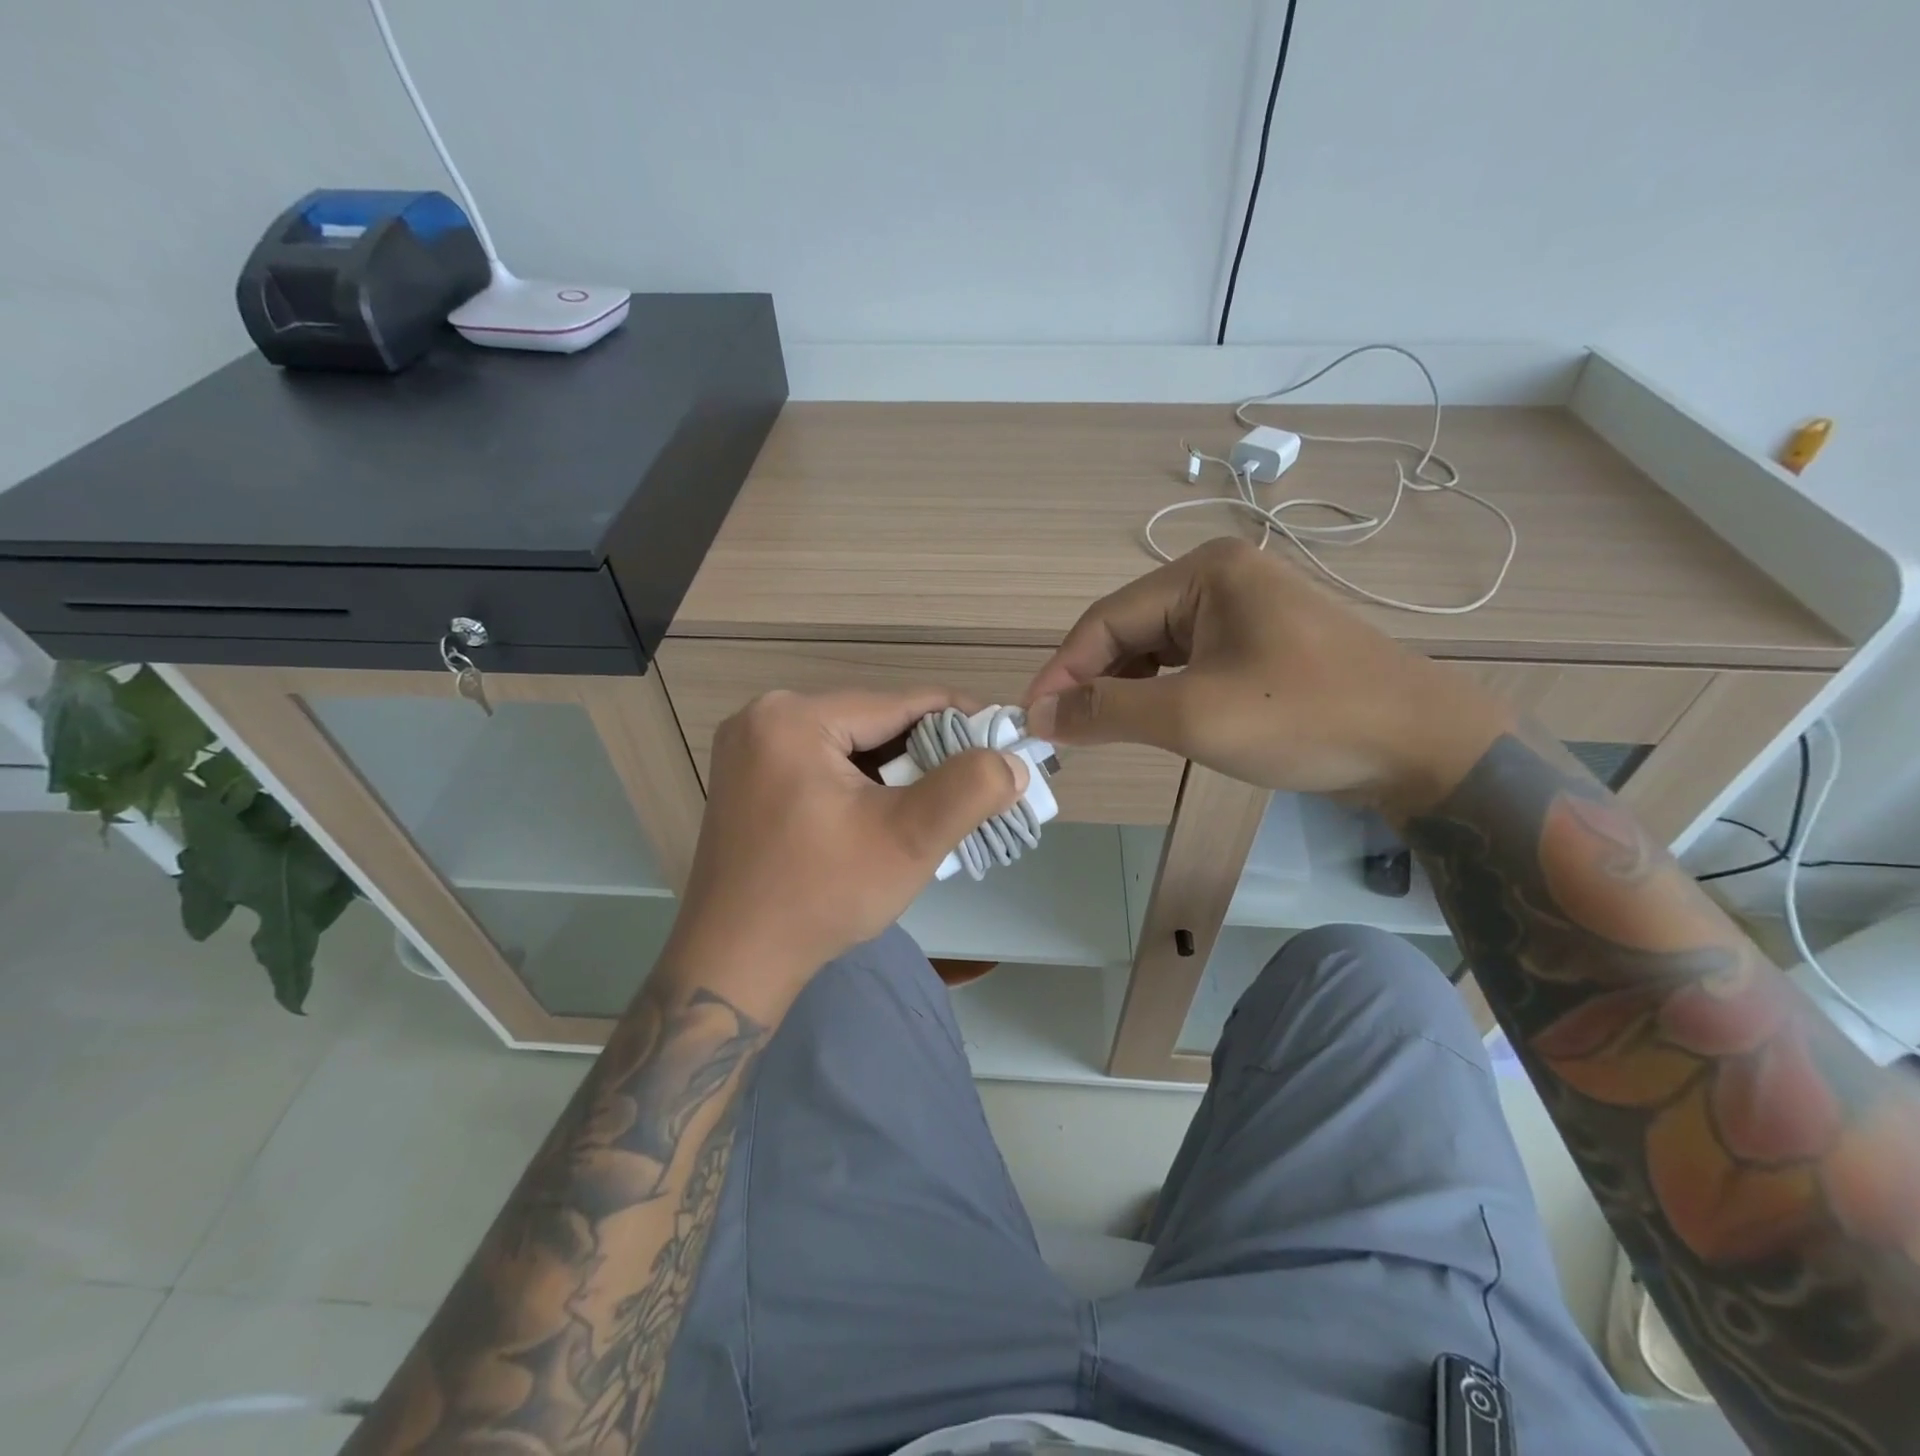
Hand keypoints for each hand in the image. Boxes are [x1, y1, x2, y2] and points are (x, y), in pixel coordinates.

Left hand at [669, 689, 1027, 1009]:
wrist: (734, 963)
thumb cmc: (822, 896)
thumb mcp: (908, 839)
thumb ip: (970, 789)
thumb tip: (1014, 760)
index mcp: (793, 717)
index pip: (899, 702)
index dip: (961, 718)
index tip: (1005, 737)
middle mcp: (763, 718)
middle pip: (872, 723)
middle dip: (929, 752)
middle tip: (978, 781)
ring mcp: (748, 750)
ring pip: (850, 746)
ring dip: (898, 771)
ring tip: (943, 800)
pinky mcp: (748, 780)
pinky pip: (823, 766)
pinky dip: (863, 785)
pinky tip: (890, 813)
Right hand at [1023, 539, 1511, 818]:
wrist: (1424, 746)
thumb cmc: (1303, 718)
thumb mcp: (1192, 716)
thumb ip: (1106, 711)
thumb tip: (1039, 715)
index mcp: (1204, 572)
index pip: (1106, 620)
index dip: (1062, 671)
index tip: (1030, 719)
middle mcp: (1221, 577)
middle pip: (1129, 630)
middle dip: (1093, 682)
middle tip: (1062, 735)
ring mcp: (1245, 608)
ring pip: (1156, 648)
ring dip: (1124, 690)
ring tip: (1101, 733)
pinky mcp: (1261, 642)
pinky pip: (1188, 662)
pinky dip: (1160, 692)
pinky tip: (1152, 721)